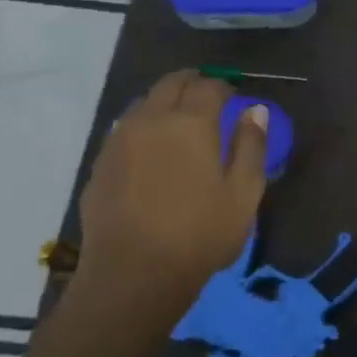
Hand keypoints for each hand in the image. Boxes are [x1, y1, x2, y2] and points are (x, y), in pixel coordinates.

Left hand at [76, 70, 267, 296]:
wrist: (134, 274)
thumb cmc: (200, 234)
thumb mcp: (243, 194)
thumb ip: (251, 146)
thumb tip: (255, 110)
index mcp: (190, 123)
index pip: (208, 85)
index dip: (224, 85)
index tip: (234, 96)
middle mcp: (151, 119)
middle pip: (170, 84)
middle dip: (192, 82)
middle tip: (208, 95)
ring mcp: (119, 140)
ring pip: (143, 103)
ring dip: (164, 102)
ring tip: (180, 121)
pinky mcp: (100, 163)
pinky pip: (124, 129)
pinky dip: (143, 127)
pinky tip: (152, 151)